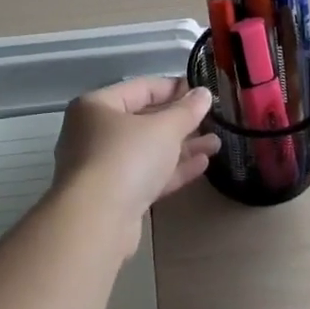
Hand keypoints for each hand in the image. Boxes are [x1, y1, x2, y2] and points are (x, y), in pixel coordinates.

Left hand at [53, 77, 218, 245]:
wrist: (96, 221)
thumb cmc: (127, 158)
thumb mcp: (164, 128)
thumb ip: (186, 110)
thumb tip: (203, 93)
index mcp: (97, 106)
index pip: (141, 88)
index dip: (174, 88)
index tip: (203, 92)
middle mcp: (93, 133)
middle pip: (143, 120)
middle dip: (180, 122)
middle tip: (212, 120)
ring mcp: (101, 167)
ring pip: (147, 151)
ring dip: (181, 147)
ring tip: (216, 144)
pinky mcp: (112, 196)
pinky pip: (146, 175)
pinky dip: (171, 169)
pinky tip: (202, 165)